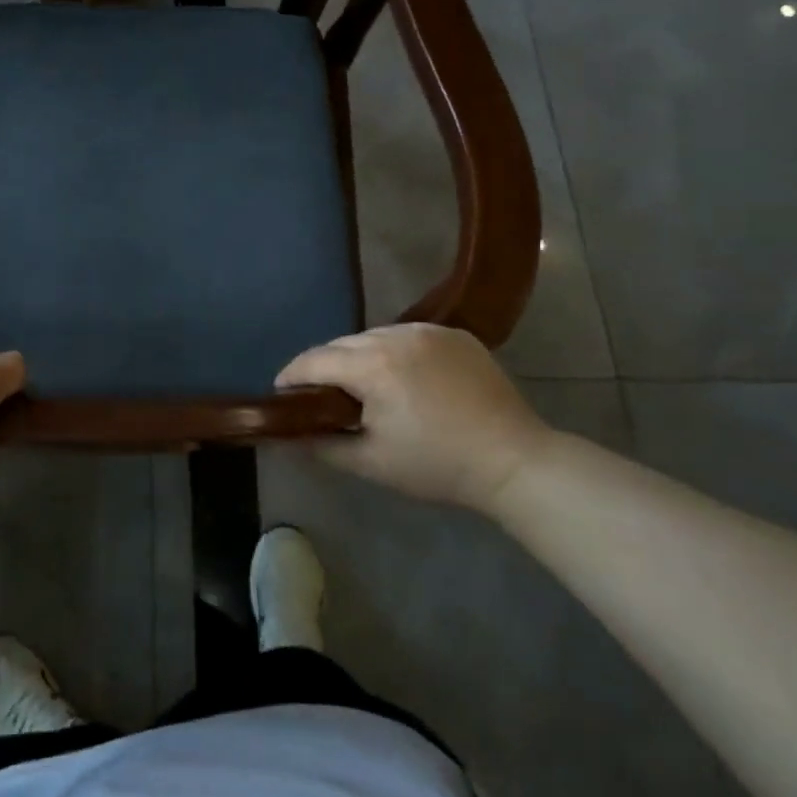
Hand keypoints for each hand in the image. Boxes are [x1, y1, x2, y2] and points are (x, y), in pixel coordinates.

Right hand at [276, 323, 551, 514]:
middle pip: (342, 344)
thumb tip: (288, 437)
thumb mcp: (372, 463)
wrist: (515, 461)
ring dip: (360, 357)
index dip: (291, 376)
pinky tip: (404, 379)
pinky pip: (408, 336)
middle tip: (322, 398)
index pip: (314, 360)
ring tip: (364, 387)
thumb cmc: (437, 465)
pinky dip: (395, 352)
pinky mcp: (455, 334)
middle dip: (325, 367)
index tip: (281, 393)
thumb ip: (322, 445)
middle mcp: (396, 335)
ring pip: (374, 337)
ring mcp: (429, 331)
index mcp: (373, 364)